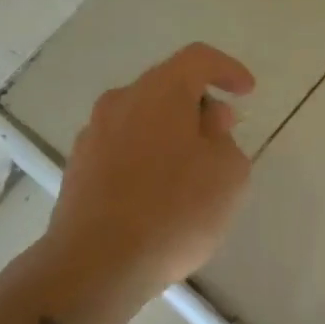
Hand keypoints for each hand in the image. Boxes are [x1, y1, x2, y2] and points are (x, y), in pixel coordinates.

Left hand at [48, 42, 255, 294]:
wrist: (96, 265)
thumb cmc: (174, 211)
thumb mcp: (228, 174)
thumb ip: (225, 139)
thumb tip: (207, 123)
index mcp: (160, 91)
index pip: (199, 59)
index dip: (227, 69)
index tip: (247, 91)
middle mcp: (121, 101)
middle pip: (166, 86)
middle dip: (198, 104)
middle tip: (222, 133)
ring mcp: (93, 134)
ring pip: (142, 117)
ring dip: (170, 131)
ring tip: (191, 168)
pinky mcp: (78, 168)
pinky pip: (122, 147)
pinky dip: (145, 155)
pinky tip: (158, 191)